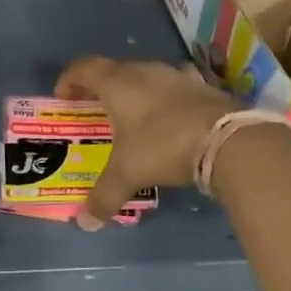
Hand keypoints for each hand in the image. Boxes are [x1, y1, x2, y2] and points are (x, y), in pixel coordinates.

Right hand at [53, 57, 241, 229]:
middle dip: (100, 88)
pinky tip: (169, 119)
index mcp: (117, 83)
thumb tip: (86, 222)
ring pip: (146, 76)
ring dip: (135, 91)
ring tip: (132, 117)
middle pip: (114, 70)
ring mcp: (176, 75)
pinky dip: (165, 99)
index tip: (63, 98)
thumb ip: (104, 195)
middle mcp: (144, 71)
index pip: (84, 67)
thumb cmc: (163, 145)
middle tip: (95, 111)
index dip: (69, 79)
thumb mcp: (128, 173)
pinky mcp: (202, 86)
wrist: (227, 139)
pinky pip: (174, 87)